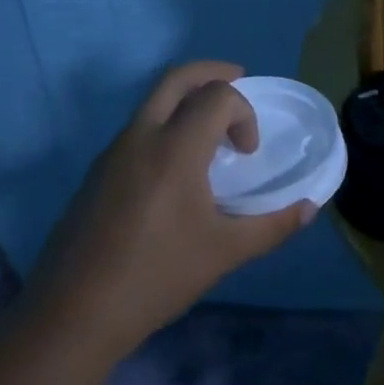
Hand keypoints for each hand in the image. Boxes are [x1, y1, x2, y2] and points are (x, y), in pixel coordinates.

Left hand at [23, 62, 311, 366]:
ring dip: (186, 100)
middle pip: (176, 78)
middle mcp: (140, 136)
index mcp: (174, 148)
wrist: (74, 312)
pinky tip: (176, 169)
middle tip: (239, 80)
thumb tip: (309, 208)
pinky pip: (137, 129)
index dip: (244, 113)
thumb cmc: (156, 276)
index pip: (216, 96)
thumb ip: (272, 226)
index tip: (247, 153)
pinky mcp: (97, 173)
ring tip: (210, 132)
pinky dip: (165, 125)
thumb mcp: (224, 253)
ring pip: (152, 102)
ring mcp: (112, 152)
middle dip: (212, 72)